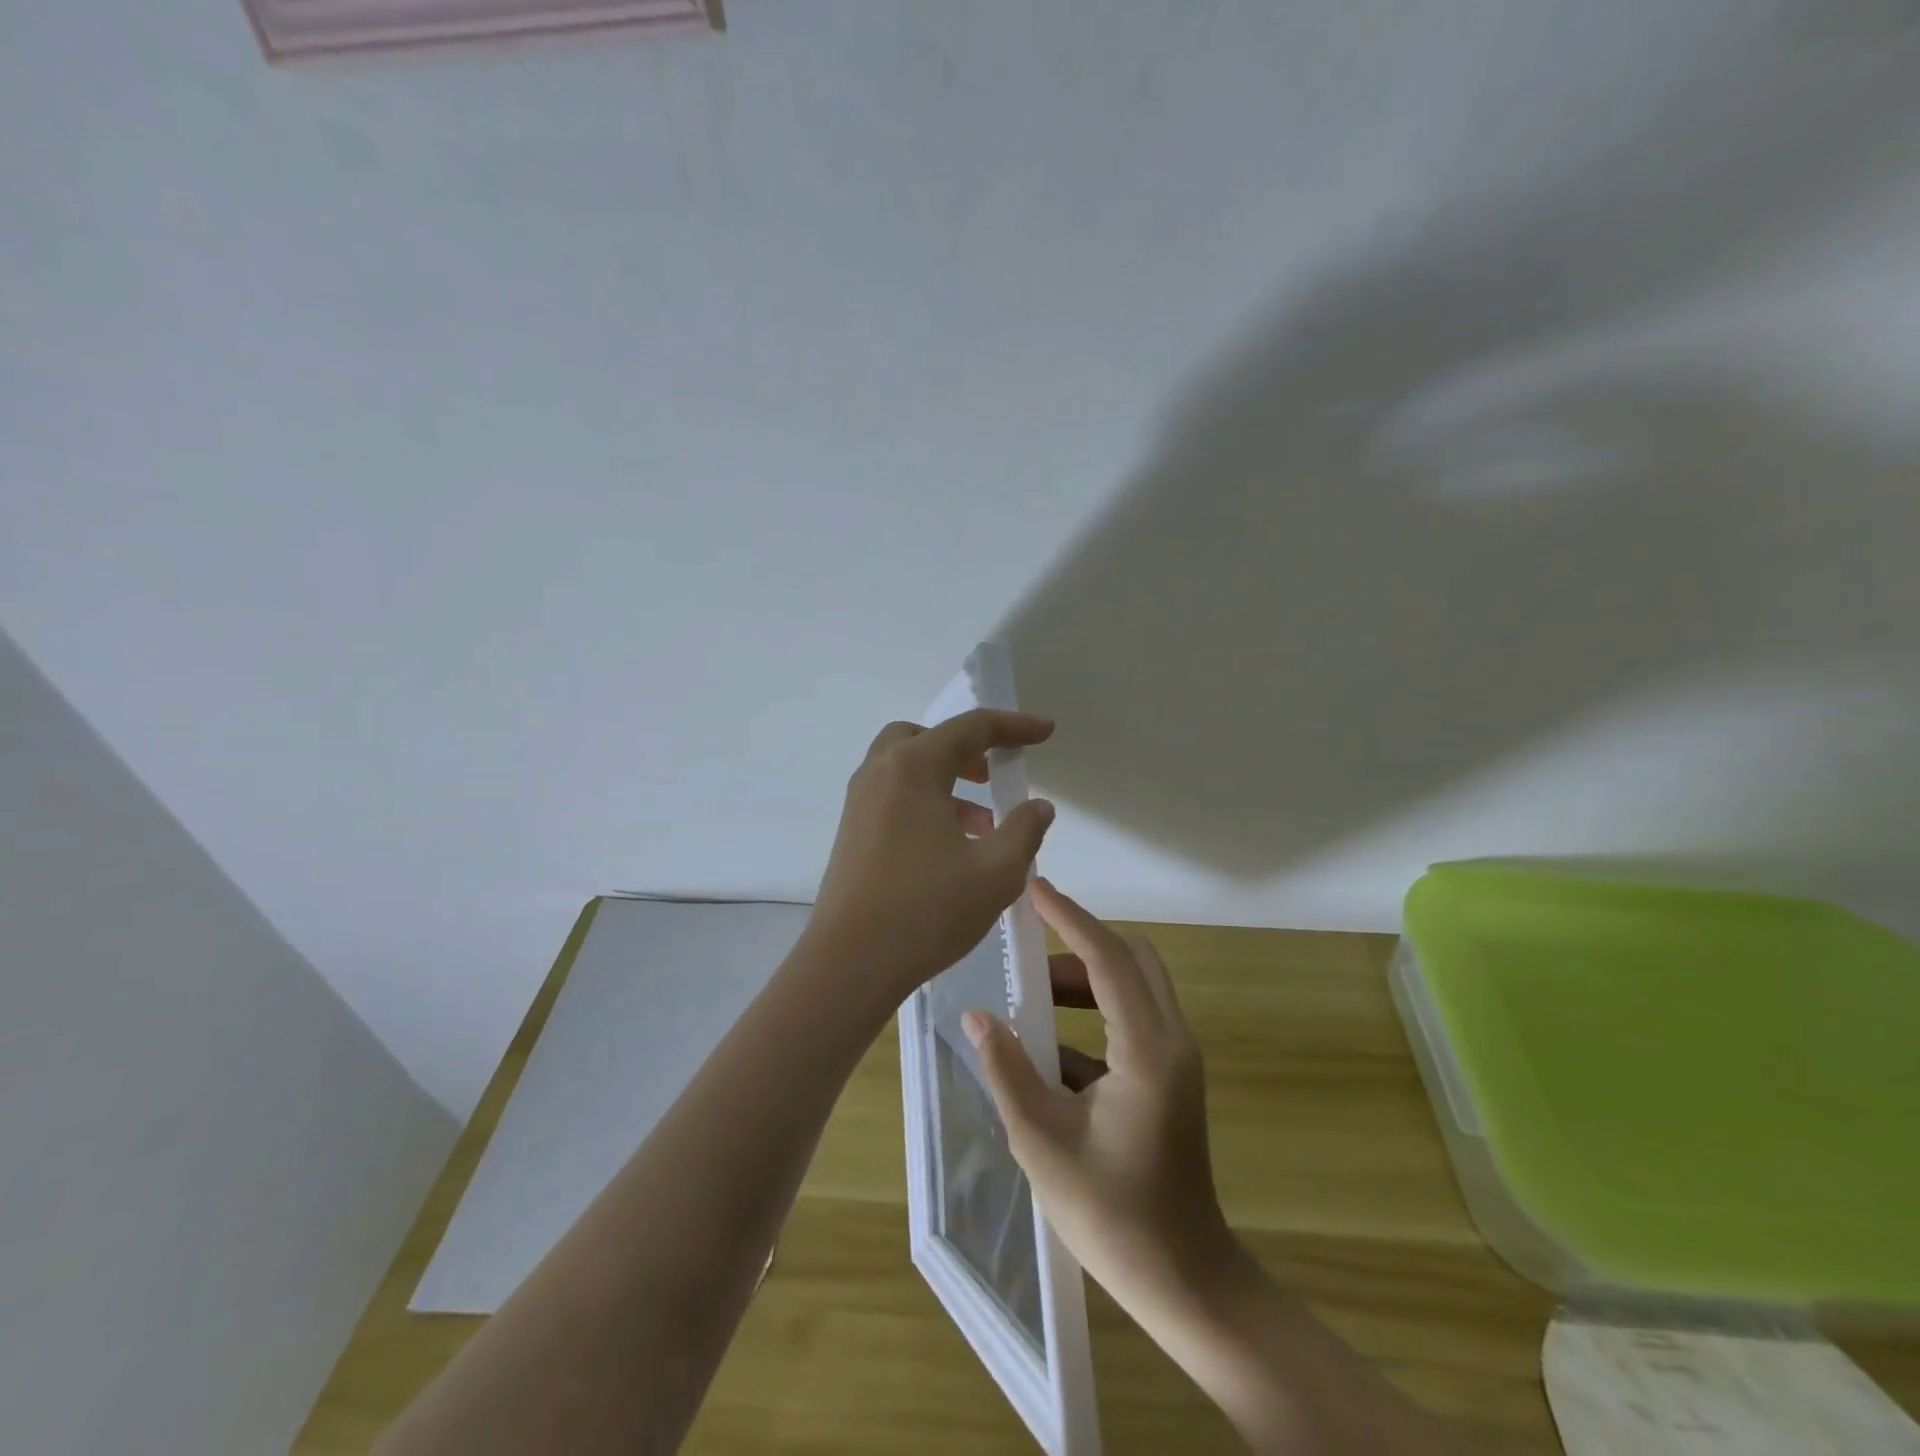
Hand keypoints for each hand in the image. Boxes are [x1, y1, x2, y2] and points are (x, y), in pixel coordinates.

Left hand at [806, 709, 1057, 1003]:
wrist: (850, 963)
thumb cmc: (926, 910)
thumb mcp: (996, 872)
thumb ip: (1024, 830)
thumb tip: (1038, 807)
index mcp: (913, 768)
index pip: (971, 728)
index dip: (1014, 726)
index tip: (1045, 731)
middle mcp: (879, 774)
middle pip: (925, 738)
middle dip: (965, 748)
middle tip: (993, 773)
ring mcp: (859, 805)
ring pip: (906, 770)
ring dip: (946, 780)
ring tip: (984, 823)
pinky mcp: (852, 834)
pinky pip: (893, 798)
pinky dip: (926, 803)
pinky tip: (952, 848)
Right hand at [963, 878, 1235, 1316]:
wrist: (1185, 1281)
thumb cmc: (1113, 1215)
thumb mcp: (1043, 1141)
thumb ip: (1008, 1070)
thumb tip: (977, 1016)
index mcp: (1146, 1049)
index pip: (1108, 958)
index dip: (1069, 918)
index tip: (1034, 888)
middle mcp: (1171, 1040)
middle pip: (1133, 958)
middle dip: (1081, 942)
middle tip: (1029, 946)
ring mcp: (1175, 1058)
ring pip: (1135, 986)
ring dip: (1086, 979)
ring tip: (1031, 996)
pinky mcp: (1169, 1077)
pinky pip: (1132, 1019)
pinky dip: (1094, 1012)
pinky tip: (1048, 1046)